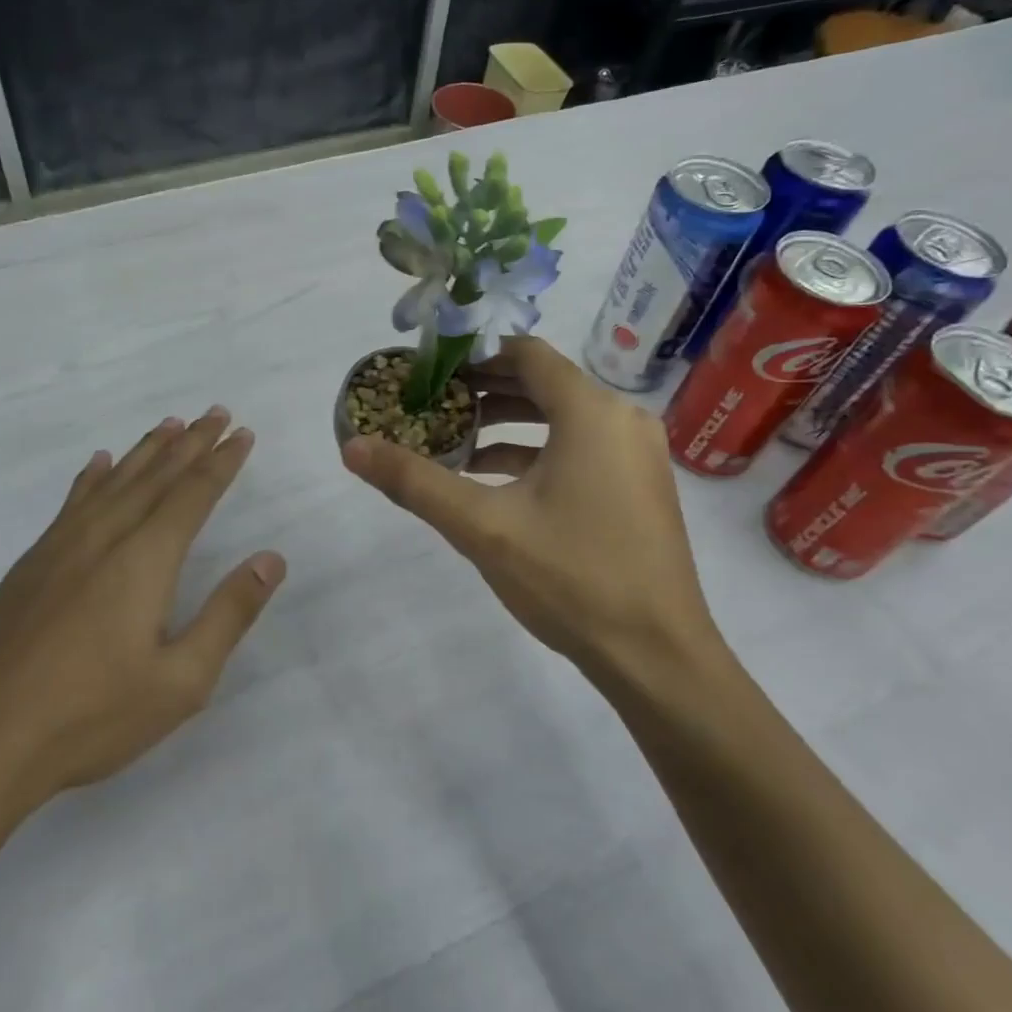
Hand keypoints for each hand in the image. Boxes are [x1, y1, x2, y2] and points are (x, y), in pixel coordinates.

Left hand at [0, 408, 284, 823]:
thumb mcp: (181, 681)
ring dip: (146, 450)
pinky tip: (98, 463)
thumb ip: (229, 614)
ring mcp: (61, 546)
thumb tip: (271, 559)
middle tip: (216, 412)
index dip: (221, 462)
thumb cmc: (92, 716)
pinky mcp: (31, 564)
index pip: (193, 494)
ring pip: (114, 481)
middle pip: (156, 476)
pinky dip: (92, 477)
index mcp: (145, 559)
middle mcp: (105, 537)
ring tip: (169, 424)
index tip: (241, 433)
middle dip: (191, 442)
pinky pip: (71, 502)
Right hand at [341, 337, 716, 678]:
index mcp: (591, 412)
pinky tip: (493, 479)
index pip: (526, 353)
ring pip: (562, 417)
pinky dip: (536, 451)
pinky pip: (580, 447)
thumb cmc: (571, 578)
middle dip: (485, 389)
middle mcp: (621, 419)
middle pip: (543, 382)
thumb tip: (352, 447)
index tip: (430, 368)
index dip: (474, 355)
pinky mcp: (639, 485)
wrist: (658, 658)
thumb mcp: (482, 526)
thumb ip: (414, 481)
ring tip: (454, 438)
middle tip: (433, 401)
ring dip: (508, 422)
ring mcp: (636, 454)